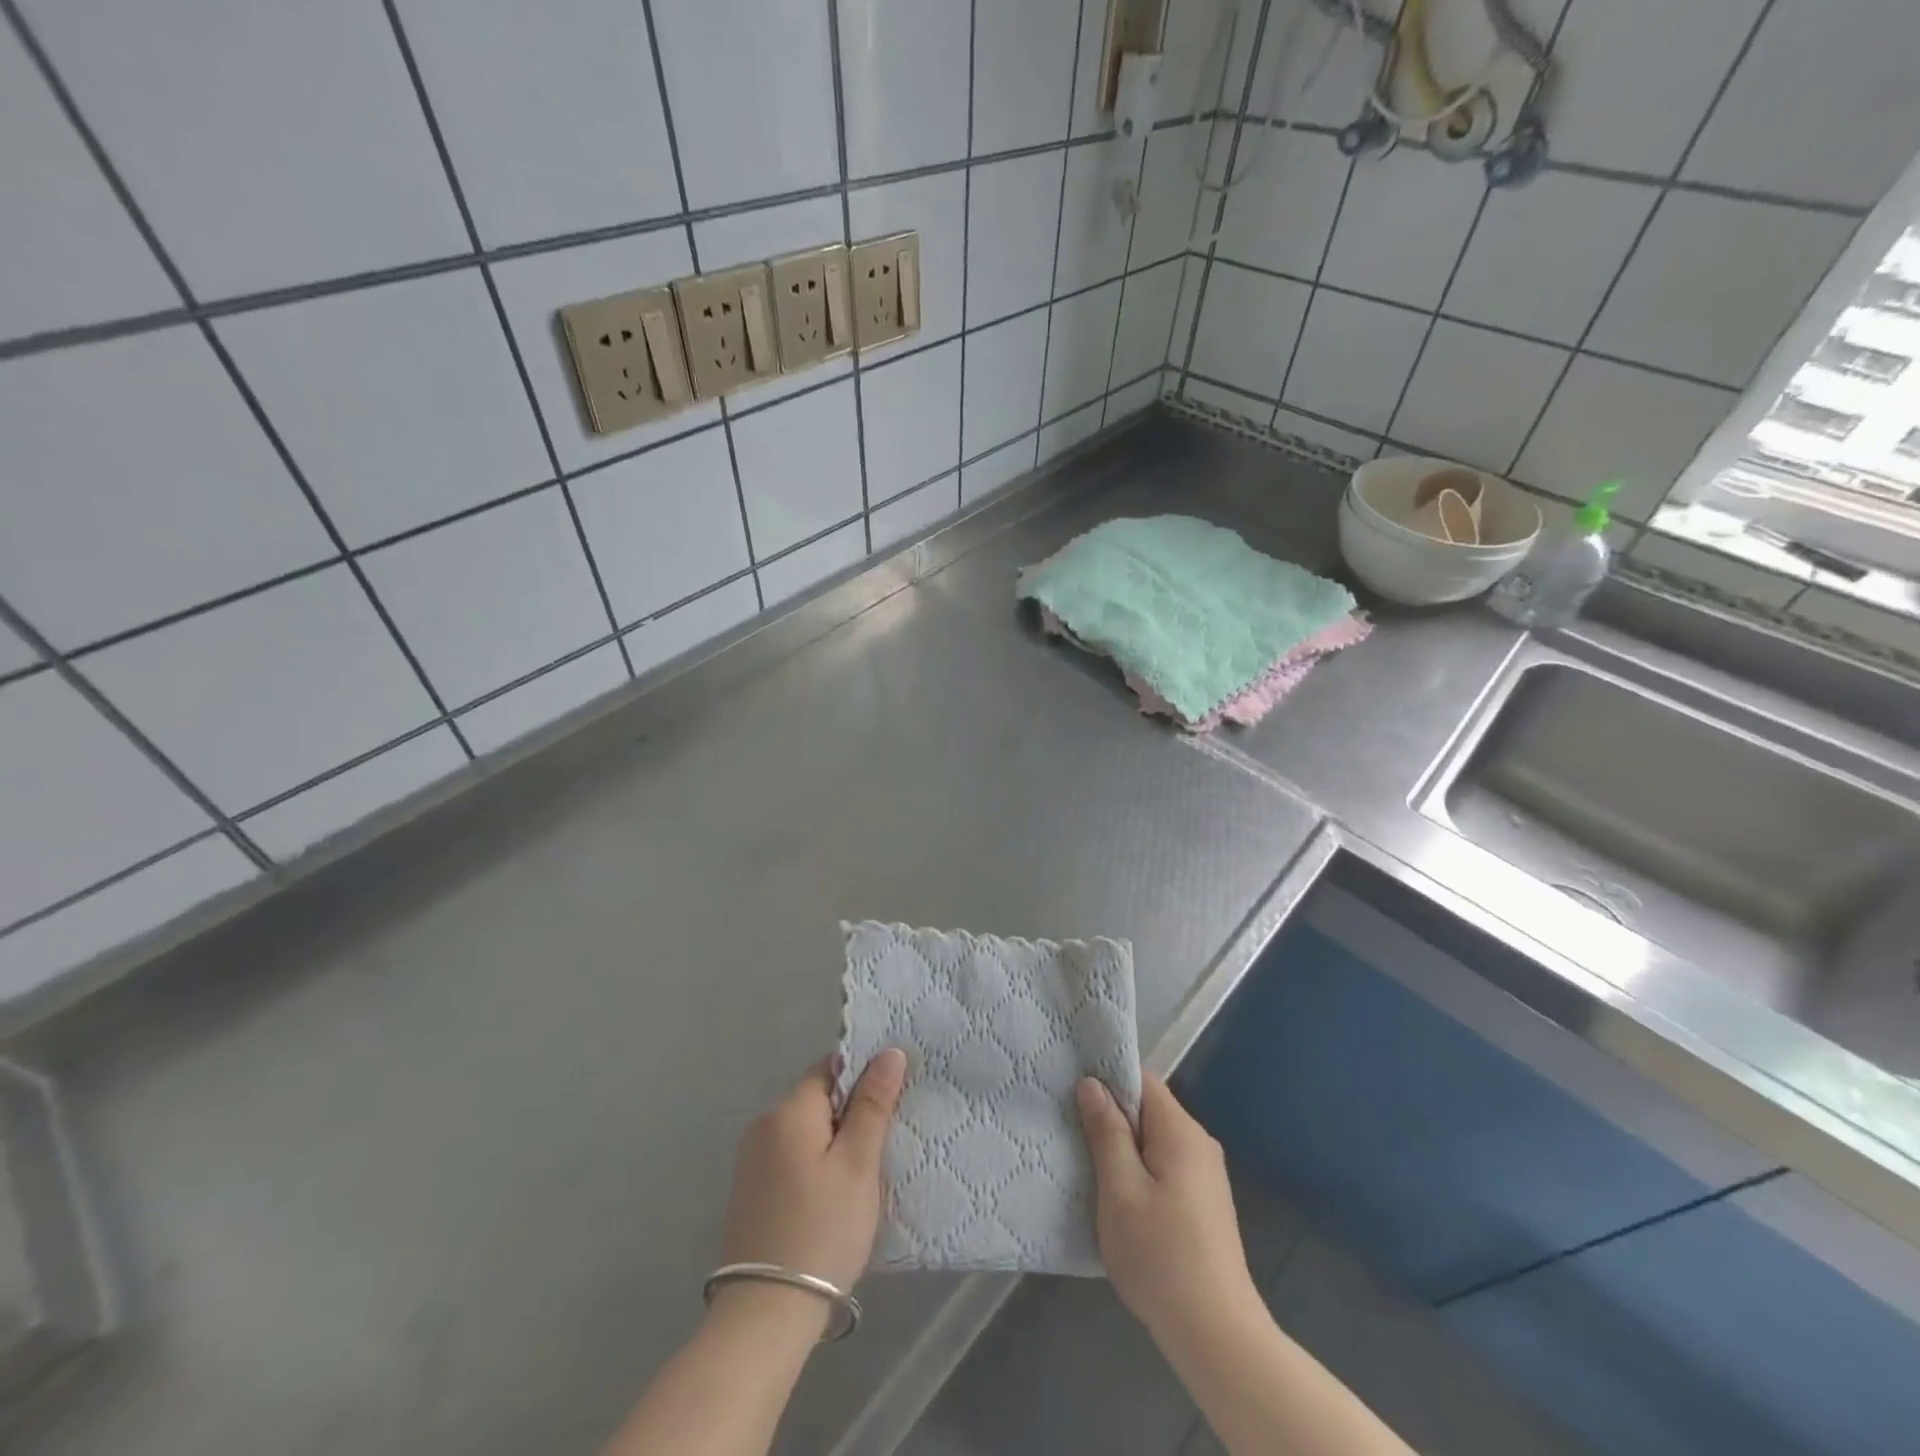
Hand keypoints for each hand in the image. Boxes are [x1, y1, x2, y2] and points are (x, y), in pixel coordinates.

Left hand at [721, 1049, 906, 1297]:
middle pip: (818, 1097)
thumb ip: (873, 1104)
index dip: (865, 1075)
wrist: (765, 1316)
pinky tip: (834, 1193)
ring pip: (807, 1128)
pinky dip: (816, 1161)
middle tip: (886, 1141)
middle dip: (852, 1111)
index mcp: (788, 1109)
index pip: (832, 1067)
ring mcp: (752, 1158)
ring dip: (835, 1139)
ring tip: (866, 1170)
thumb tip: (889, 1052)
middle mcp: (764, 1123)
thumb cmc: (821, 1231)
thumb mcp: (858, 1165)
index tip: (893, 1099)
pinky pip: (792, 1154)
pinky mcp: (751, 1189)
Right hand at [1077, 1074, 1259, 1342]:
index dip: (1106, 1077)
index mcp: (1181, 1131)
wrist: (1217, 1336)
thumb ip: (1107, 1132)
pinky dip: (1137, 1168)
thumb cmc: (1161, 1256)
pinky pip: (1163, 1165)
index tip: (1070, 1085)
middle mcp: (1198, 1143)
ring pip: (1153, 1139)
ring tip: (1084, 1157)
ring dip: (1121, 1145)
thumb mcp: (1120, 1190)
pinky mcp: (1203, 1202)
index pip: (1141, 1079)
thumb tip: (1092, 1083)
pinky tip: (1115, 1192)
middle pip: (1148, 1109)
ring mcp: (1205, 1174)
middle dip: (1110, 1114)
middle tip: (1069, 1124)